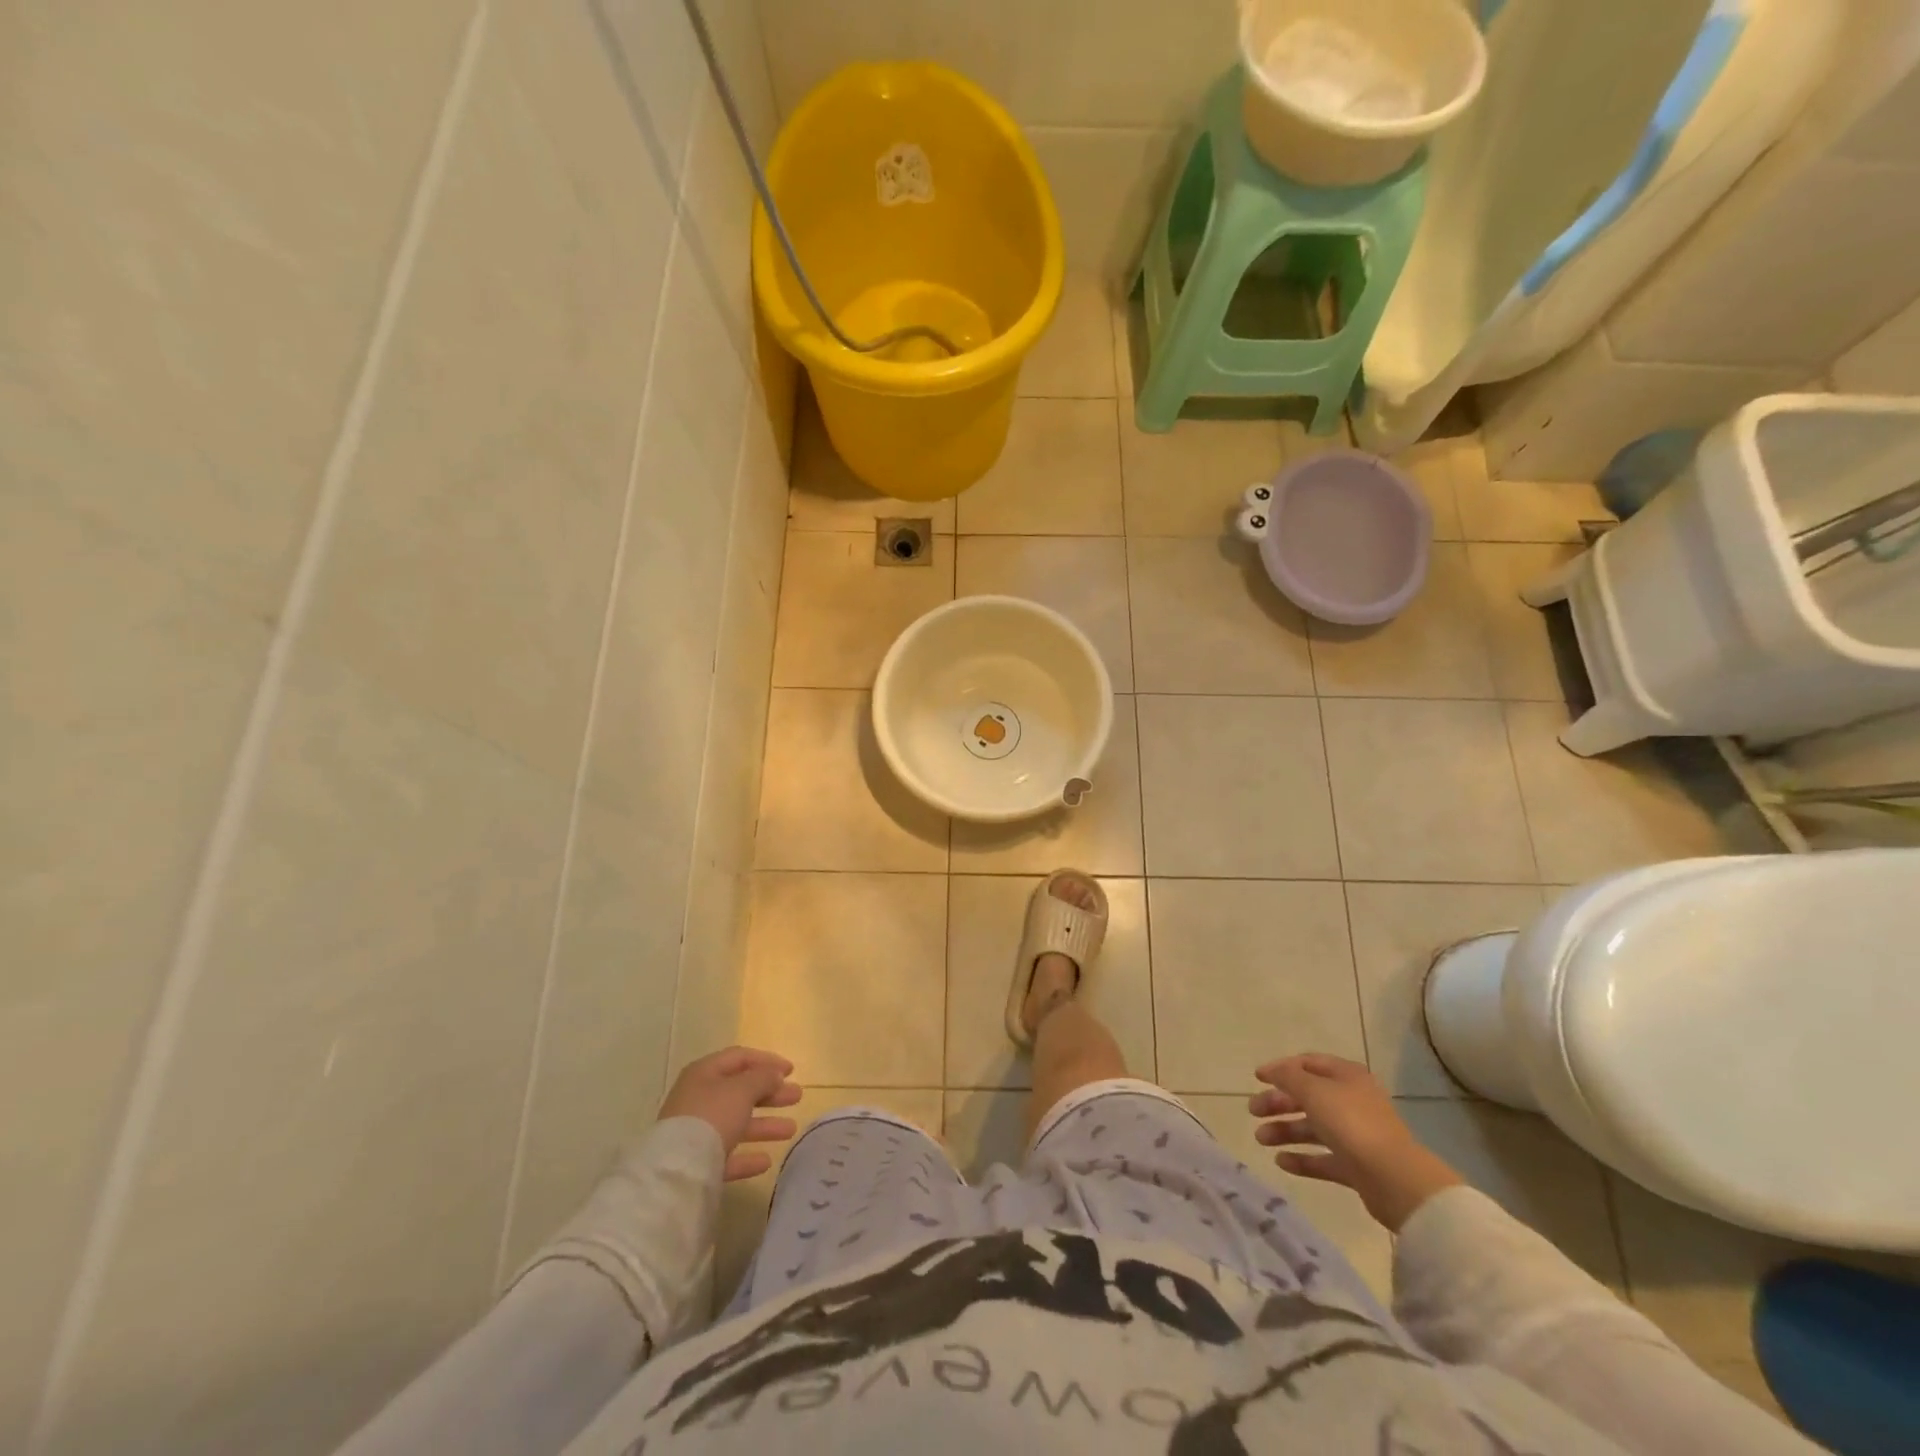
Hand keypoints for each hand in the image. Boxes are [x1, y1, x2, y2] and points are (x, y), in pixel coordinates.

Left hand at [660, 1047, 802, 1181]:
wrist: (677, 1169)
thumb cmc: (712, 1116)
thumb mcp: (742, 1089)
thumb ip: (762, 1078)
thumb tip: (775, 1074)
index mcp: (705, 1073)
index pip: (740, 1058)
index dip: (767, 1061)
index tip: (792, 1070)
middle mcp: (699, 1099)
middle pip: (741, 1091)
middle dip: (771, 1093)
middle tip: (797, 1096)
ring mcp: (697, 1132)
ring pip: (737, 1123)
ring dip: (765, 1125)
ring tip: (791, 1129)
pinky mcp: (698, 1162)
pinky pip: (728, 1155)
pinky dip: (747, 1156)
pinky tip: (766, 1161)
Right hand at [1248, 1053, 1462, 1230]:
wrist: (1395, 1179)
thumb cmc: (1351, 1123)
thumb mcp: (1313, 1090)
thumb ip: (1288, 1077)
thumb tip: (1272, 1071)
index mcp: (1347, 1076)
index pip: (1309, 1063)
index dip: (1281, 1068)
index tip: (1257, 1078)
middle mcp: (1352, 1101)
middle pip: (1308, 1097)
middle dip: (1278, 1103)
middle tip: (1253, 1111)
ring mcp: (1355, 1135)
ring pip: (1313, 1128)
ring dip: (1285, 1131)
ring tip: (1260, 1139)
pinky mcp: (1356, 1166)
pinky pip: (1323, 1158)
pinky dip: (1302, 1159)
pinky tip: (1281, 1161)